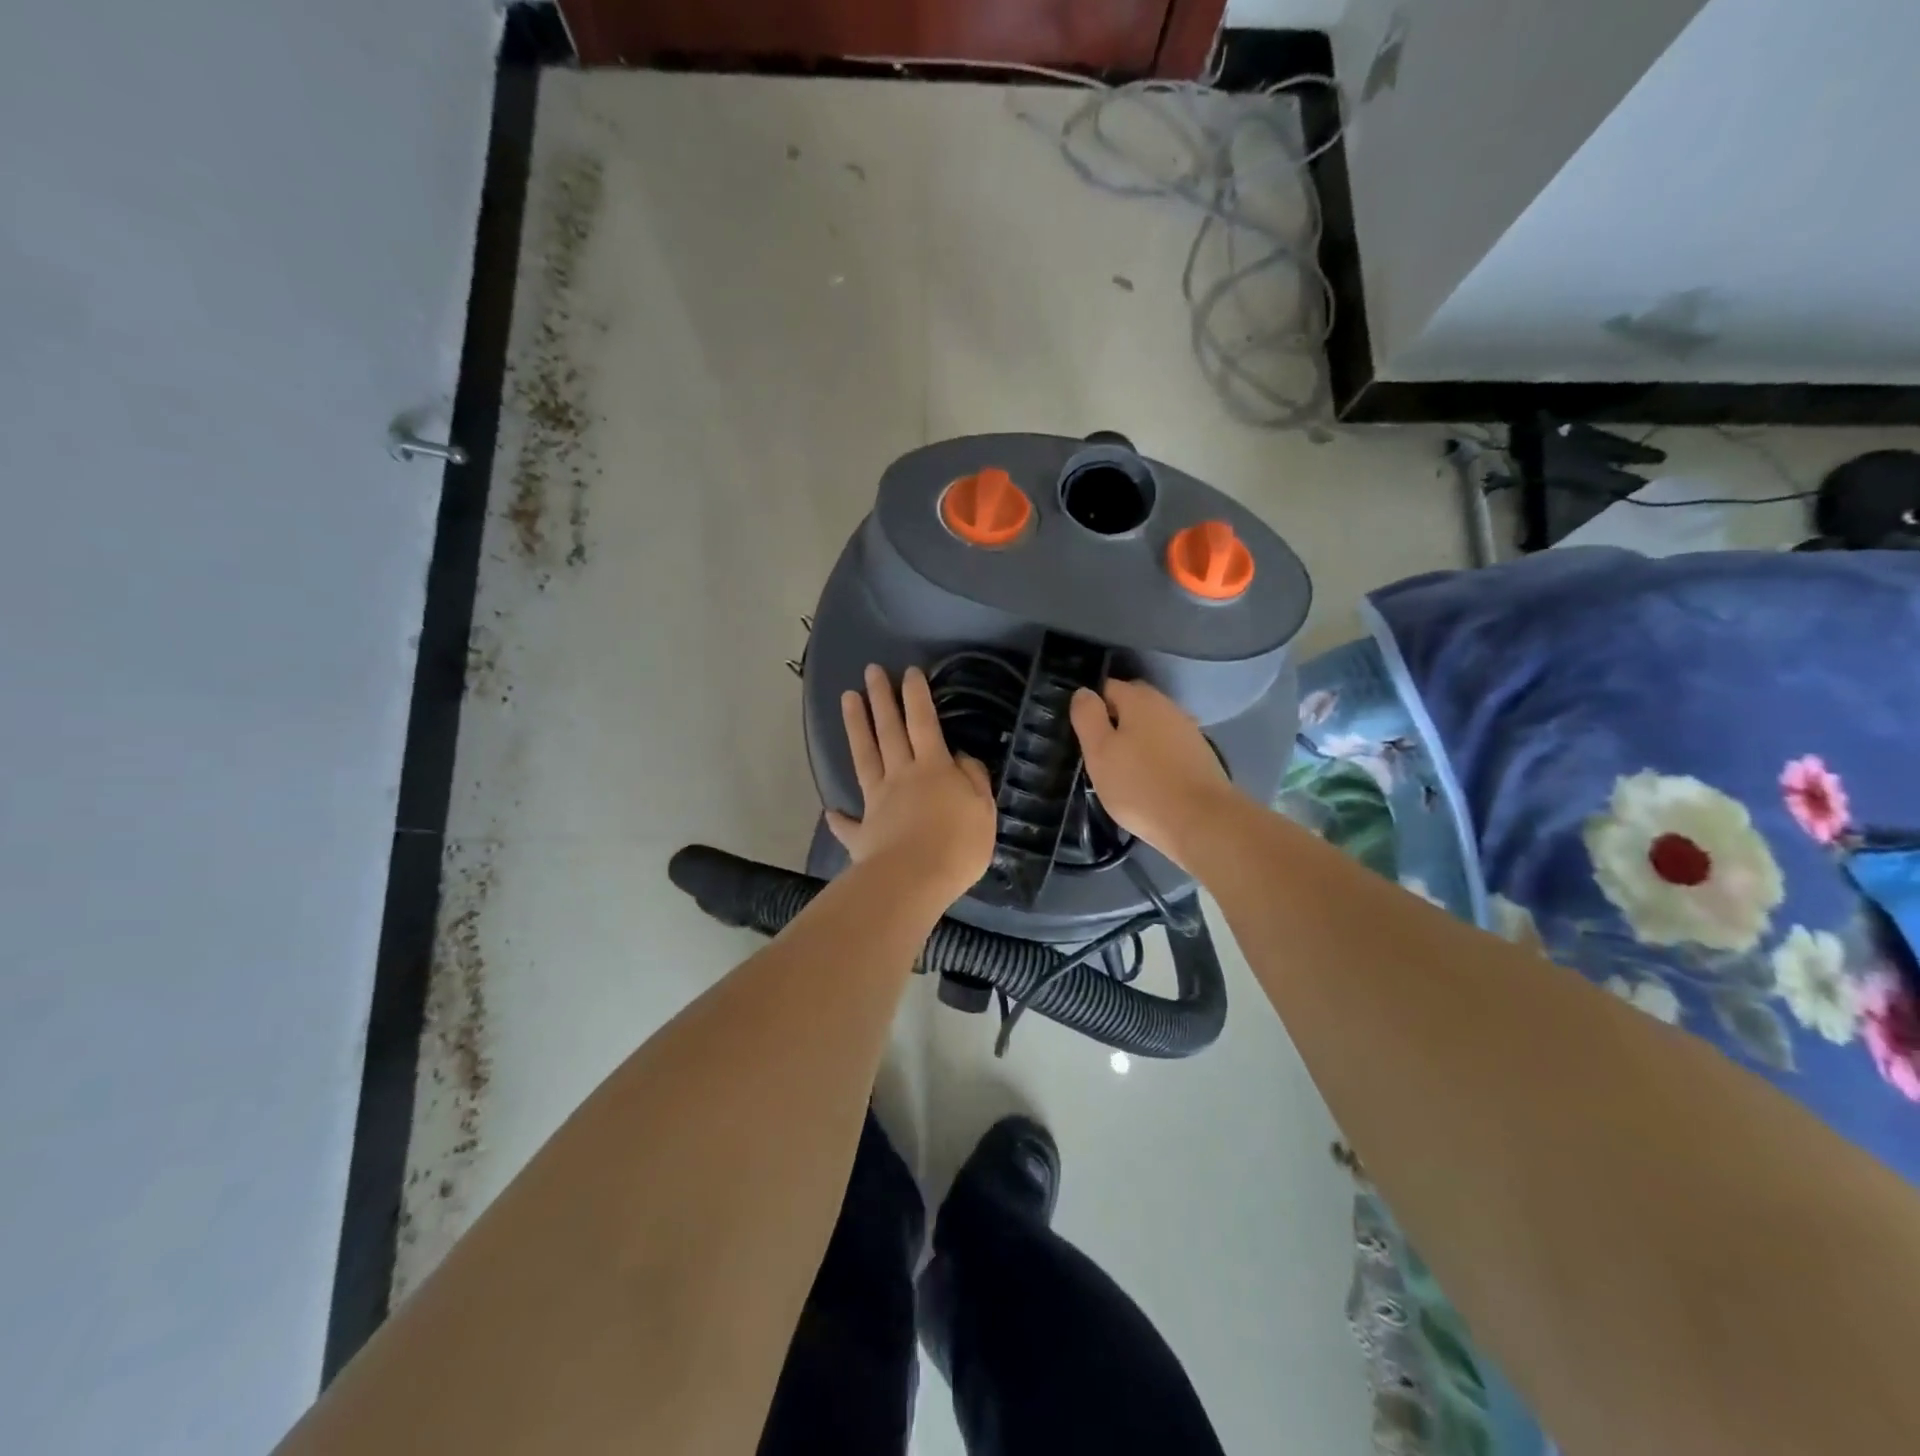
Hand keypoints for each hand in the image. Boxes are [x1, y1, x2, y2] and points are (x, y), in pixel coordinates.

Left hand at [828, 664, 997, 899]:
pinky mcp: (863, 833)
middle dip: (881, 698)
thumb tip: (961, 758)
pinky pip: (848, 824)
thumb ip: (973, 780)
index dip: (917, 696)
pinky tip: (831, 811)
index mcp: (933, 768)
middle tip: (871, 671)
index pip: (924, 722)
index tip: (909, 671)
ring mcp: (877, 802)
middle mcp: (901, 776)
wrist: (915, 880)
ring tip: (847, 699)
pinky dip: (839, 818)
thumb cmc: (958, 844)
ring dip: (856, 727)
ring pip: (864, 757)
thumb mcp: (982, 809)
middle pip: (889, 731)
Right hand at [1070, 679, 1232, 870]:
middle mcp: (1167, 706)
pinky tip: (1147, 779)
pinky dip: (1154, 756)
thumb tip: (1084, 691)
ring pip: (1151, 726)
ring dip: (1135, 740)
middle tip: (1097, 752)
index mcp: (1139, 698)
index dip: (1090, 707)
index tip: (1081, 734)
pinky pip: (1167, 746)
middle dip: (1113, 721)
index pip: (1107, 686)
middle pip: (1131, 705)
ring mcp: (1187, 730)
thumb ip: (1087, 716)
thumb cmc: (1140, 785)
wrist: (1201, 821)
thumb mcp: (1099, 751)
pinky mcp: (1200, 755)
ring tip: (1120, 769)